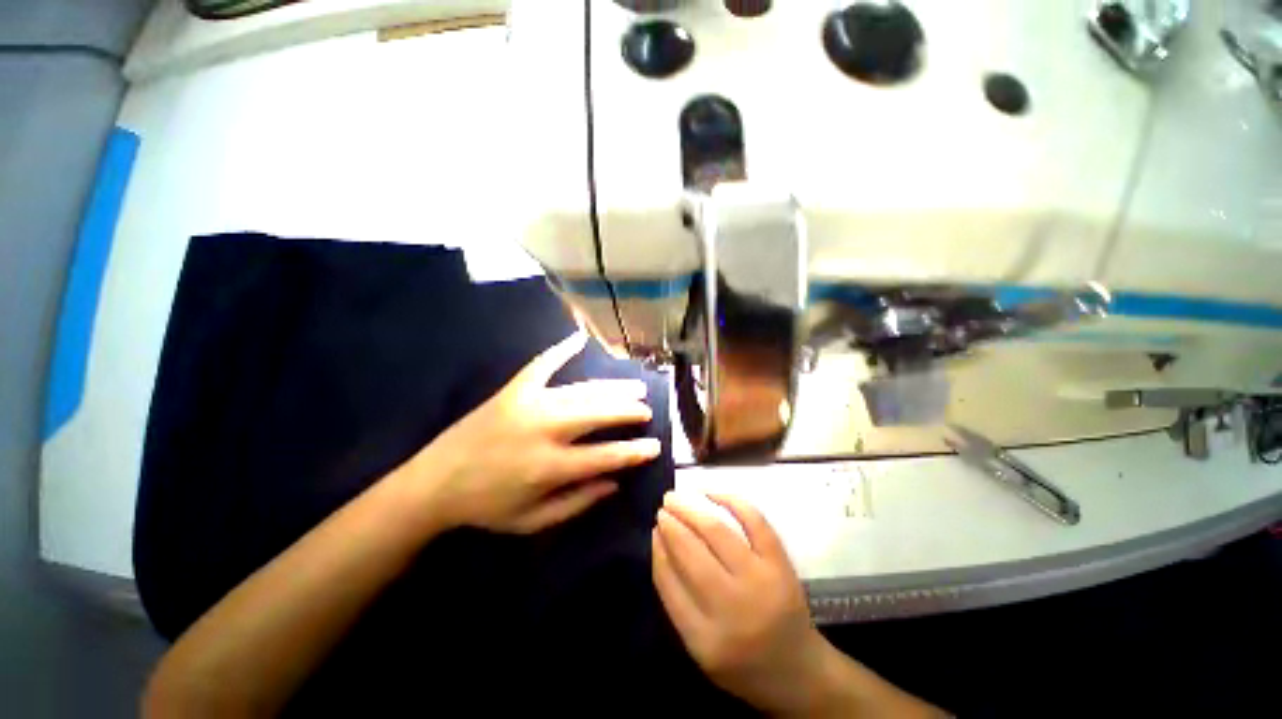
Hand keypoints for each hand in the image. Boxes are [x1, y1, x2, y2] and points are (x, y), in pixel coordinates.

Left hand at [403, 330, 660, 533]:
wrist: (434, 483)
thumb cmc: (486, 506)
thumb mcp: (533, 521)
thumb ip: (577, 502)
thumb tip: (615, 483)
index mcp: (550, 467)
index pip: (606, 456)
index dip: (635, 451)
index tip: (655, 446)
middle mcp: (545, 430)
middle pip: (599, 414)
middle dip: (628, 411)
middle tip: (646, 410)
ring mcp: (529, 404)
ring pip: (582, 391)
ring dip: (612, 388)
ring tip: (634, 387)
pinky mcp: (513, 390)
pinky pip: (542, 364)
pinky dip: (561, 350)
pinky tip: (578, 337)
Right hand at [652, 492, 831, 714]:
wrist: (798, 670)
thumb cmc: (742, 661)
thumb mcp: (699, 646)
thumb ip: (676, 600)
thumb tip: (660, 542)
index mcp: (706, 639)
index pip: (669, 582)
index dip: (658, 549)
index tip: (653, 529)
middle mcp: (733, 608)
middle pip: (692, 552)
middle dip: (672, 524)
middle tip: (662, 508)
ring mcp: (761, 581)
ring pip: (717, 532)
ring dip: (691, 508)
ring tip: (676, 498)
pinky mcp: (781, 564)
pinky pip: (754, 521)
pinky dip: (731, 500)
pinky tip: (711, 493)